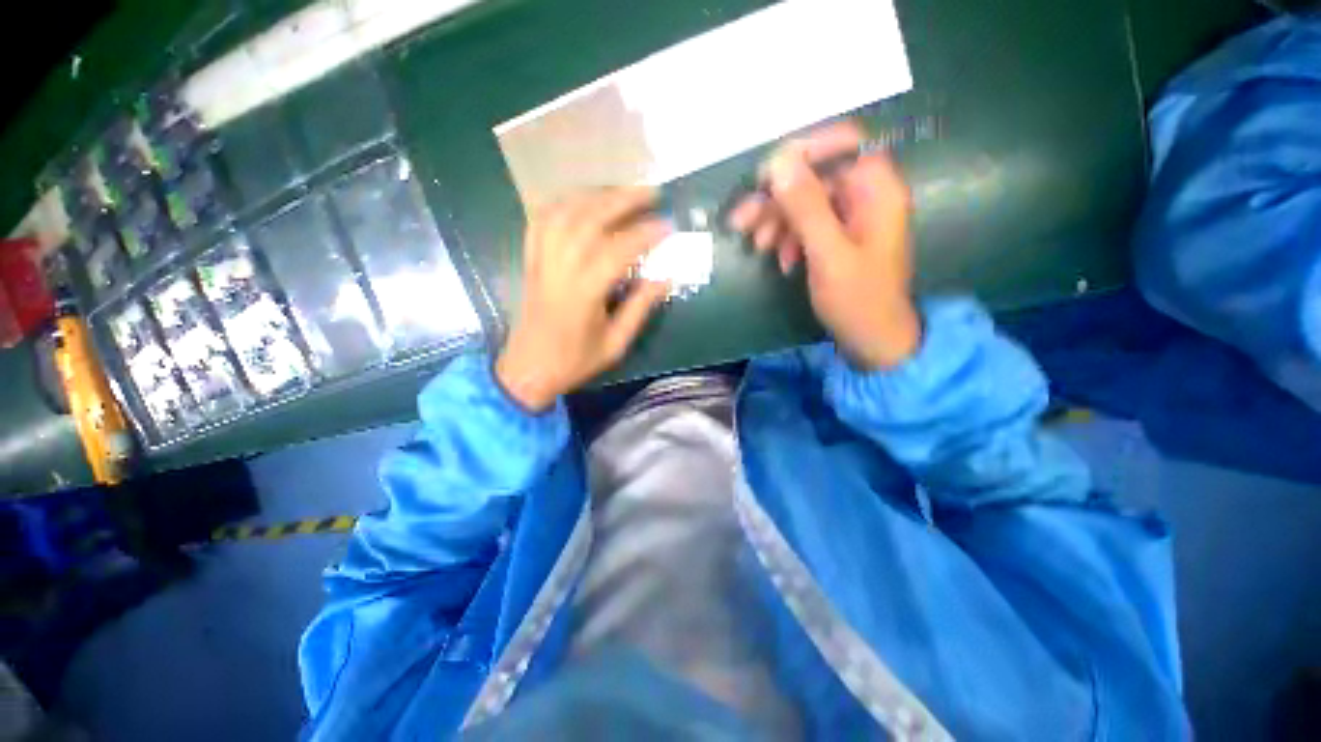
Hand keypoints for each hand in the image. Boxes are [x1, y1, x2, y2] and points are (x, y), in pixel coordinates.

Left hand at [496, 187, 671, 411]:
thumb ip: (640, 308)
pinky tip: (581, 200)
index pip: (618, 250)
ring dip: (595, 195)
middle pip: (590, 219)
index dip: (646, 234)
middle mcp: (559, 267)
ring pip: (565, 212)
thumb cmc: (574, 361)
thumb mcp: (615, 344)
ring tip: (622, 191)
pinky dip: (563, 202)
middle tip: (651, 191)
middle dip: (623, 200)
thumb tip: (666, 278)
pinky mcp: (529, 259)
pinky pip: (541, 219)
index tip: (669, 225)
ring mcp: (540, 259)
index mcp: (584, 293)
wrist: (528, 369)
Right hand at [728, 121, 920, 369]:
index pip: (842, 144)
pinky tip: (781, 260)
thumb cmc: (858, 299)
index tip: (766, 174)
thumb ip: (806, 207)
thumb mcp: (828, 253)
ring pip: (806, 204)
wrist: (874, 341)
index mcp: (876, 190)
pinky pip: (809, 227)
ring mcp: (852, 218)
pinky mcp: (839, 238)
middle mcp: (866, 196)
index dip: (803, 151)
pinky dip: (789, 239)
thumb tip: (779, 162)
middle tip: (741, 221)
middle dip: (776, 199)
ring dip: (777, 222)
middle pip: (815, 178)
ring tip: (756, 247)